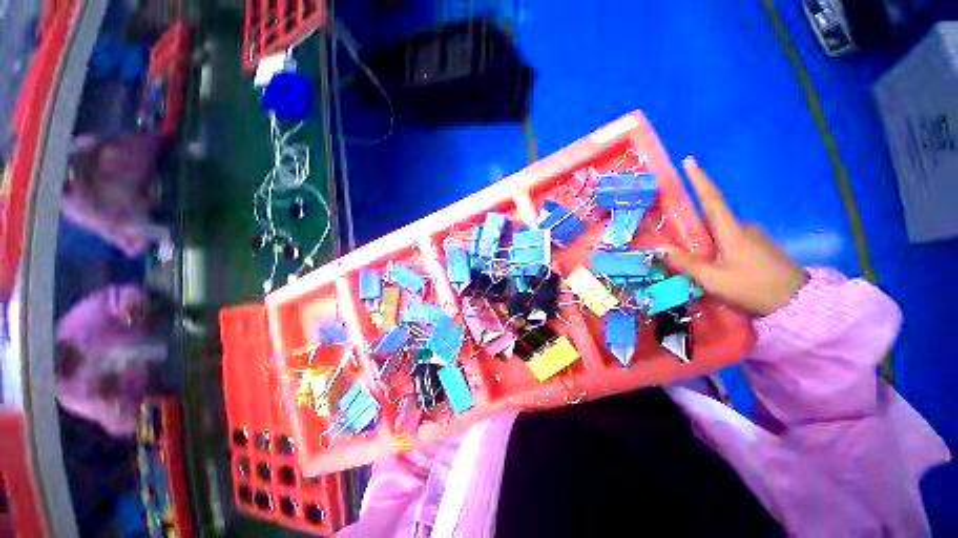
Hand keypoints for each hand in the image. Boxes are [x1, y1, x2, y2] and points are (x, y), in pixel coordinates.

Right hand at [660, 157, 807, 316]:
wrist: (798, 304)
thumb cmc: (753, 288)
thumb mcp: (713, 280)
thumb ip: (685, 263)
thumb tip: (658, 248)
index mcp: (731, 231)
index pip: (711, 199)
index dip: (699, 179)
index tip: (689, 161)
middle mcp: (742, 228)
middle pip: (710, 219)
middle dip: (691, 225)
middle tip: (675, 238)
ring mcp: (753, 237)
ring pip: (719, 232)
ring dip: (703, 240)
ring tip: (691, 260)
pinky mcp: (758, 247)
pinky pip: (728, 241)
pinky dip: (715, 247)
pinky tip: (711, 265)